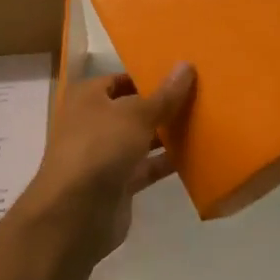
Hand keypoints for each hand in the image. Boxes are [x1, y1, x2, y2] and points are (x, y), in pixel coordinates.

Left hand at [26, 64, 195, 257]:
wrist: (75, 214)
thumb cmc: (100, 148)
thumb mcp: (136, 115)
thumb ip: (165, 95)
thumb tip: (186, 65)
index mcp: (88, 98)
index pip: (120, 79)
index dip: (147, 76)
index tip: (181, 75)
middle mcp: (94, 123)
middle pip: (133, 109)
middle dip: (162, 105)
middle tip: (200, 96)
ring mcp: (105, 155)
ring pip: (141, 139)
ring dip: (167, 134)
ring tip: (204, 122)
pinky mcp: (118, 183)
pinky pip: (147, 166)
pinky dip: (166, 162)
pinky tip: (196, 155)